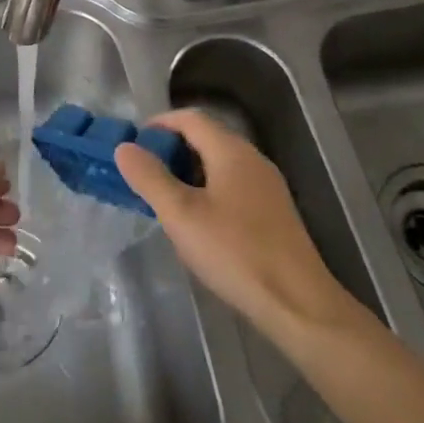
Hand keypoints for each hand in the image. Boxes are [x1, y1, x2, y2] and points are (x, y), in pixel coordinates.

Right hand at [116, 109, 346, 334]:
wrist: (299, 304)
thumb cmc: (235, 252)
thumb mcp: (181, 215)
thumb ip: (150, 178)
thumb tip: (124, 147)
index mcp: (231, 150)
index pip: (190, 118)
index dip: (159, 124)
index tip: (134, 145)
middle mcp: (253, 158)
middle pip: (206, 138)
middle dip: (172, 149)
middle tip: (144, 174)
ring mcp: (268, 186)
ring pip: (220, 163)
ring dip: (189, 171)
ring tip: (165, 199)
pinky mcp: (275, 212)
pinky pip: (234, 185)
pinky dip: (209, 190)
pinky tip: (200, 223)